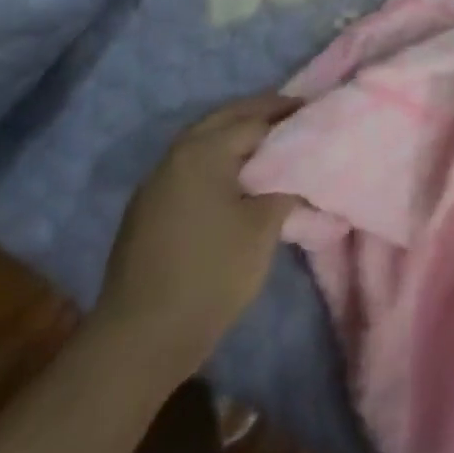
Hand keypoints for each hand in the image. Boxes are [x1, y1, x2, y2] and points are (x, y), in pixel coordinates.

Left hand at [92, 94, 299, 372]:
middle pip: (226, 119)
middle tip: (295, 115)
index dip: (288, 115)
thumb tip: (295, 170)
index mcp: (204, 150)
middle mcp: (176, 154)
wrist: (139, 340)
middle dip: (261, 113)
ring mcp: (156, 181)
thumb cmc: (210, 274)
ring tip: (270, 143)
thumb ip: (284, 187)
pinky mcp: (147, 208)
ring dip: (236, 134)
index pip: (255, 119)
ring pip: (204, 140)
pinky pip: (190, 165)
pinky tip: (234, 177)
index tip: (314, 112)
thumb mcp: (262, 227)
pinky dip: (217, 158)